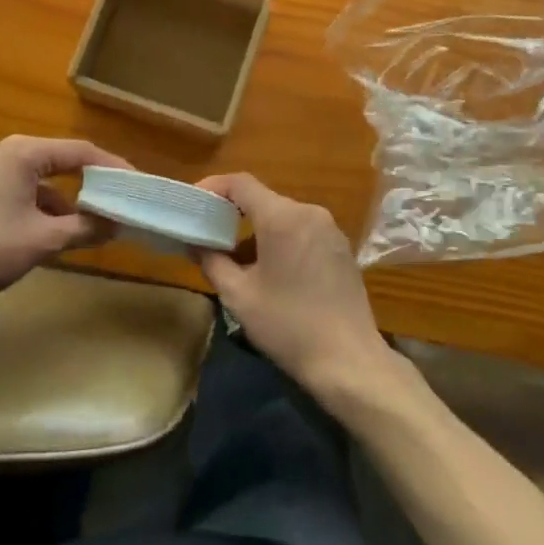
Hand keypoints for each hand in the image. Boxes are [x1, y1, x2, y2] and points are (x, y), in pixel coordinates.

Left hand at [0, 136, 124, 310]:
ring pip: (41, 178)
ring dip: (65, 200)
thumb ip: (84, 228)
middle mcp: (6, 150)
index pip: (80, 152)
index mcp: (23, 152)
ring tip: (90, 225)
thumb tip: (116, 224)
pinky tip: (52, 232)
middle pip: (60, 161)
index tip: (136, 183)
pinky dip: (41, 206)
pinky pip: (22, 189)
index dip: (112, 167)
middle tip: (118, 200)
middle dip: (90, 183)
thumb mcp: (43, 240)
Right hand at [194, 174, 402, 407]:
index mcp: (282, 217)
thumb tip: (196, 244)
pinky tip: (273, 269)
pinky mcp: (341, 247)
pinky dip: (282, 238)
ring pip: (284, 215)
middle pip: (263, 199)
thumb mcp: (239, 297)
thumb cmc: (288, 326)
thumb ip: (212, 262)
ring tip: (238, 256)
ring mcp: (329, 228)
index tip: (194, 202)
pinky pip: (303, 230)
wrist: (349, 361)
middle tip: (210, 232)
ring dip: (258, 228)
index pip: (241, 183)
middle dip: (234, 211)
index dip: (214, 187)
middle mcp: (308, 212)